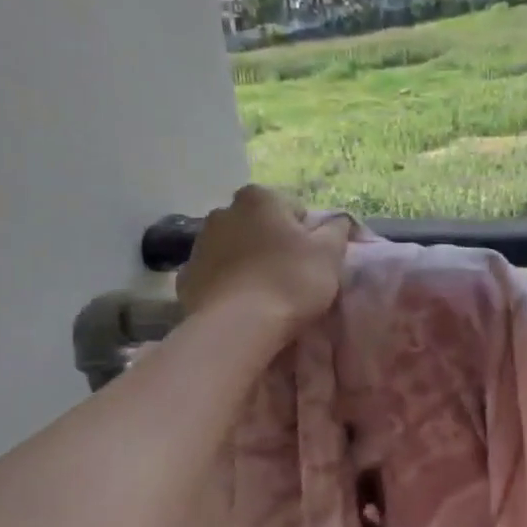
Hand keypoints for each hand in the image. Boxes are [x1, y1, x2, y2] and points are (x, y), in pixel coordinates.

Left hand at [176, 185, 349, 337]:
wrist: (237, 328)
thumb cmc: (289, 282)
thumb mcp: (329, 254)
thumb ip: (337, 229)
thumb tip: (339, 219)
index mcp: (259, 198)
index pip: (294, 209)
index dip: (308, 235)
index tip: (314, 261)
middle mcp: (224, 211)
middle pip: (260, 227)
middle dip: (275, 245)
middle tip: (292, 277)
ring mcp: (200, 244)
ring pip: (236, 250)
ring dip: (250, 263)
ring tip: (266, 294)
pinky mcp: (186, 277)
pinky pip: (216, 275)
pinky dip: (229, 284)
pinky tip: (243, 305)